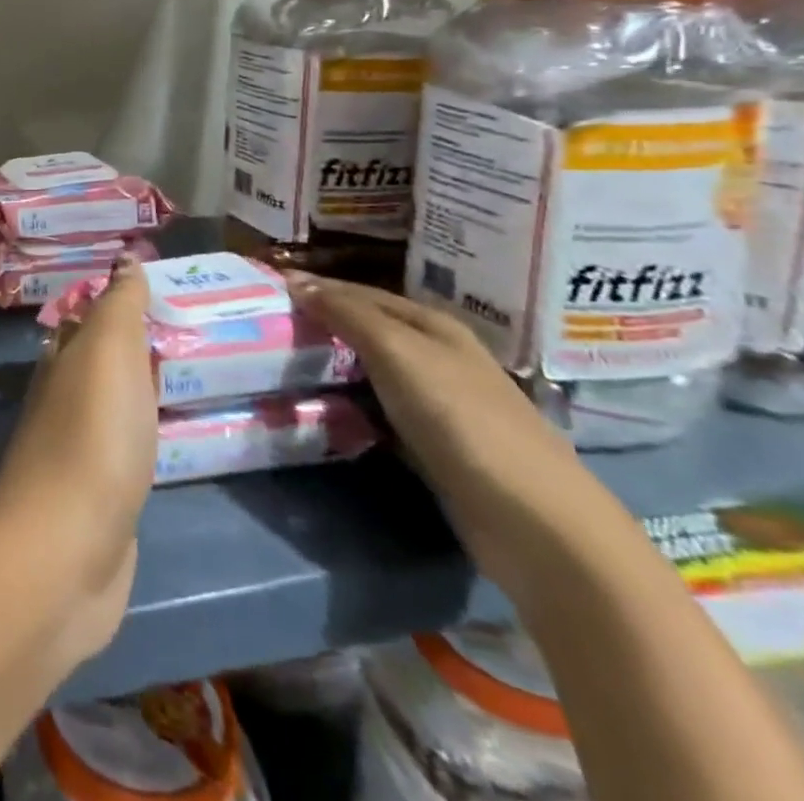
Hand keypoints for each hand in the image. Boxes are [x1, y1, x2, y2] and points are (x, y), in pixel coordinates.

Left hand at [0, 256, 157, 664]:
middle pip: (100, 357)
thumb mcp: (108, 352)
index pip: (89, 315)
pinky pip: (128, 447)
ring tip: (187, 371)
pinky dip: (147, 432)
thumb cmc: (92, 436)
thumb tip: (126, 258)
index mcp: (64, 358)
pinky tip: (167, 435)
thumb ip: (118, 305)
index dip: (118, 298)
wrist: (67, 548)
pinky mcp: (102, 496)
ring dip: (142, 385)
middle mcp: (65, 395)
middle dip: (134, 340)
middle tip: (185, 327)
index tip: (157, 283)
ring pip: (114, 401)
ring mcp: (82, 448)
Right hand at [284, 272, 620, 603]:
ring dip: (332, 370)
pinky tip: (322, 414)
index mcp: (433, 326)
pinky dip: (350, 410)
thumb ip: (346, 314)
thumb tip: (294, 280)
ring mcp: (439, 405)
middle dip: (322, 328)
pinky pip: (379, 415)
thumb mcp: (397, 352)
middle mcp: (437, 358)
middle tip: (268, 330)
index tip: (269, 290)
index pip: (361, 293)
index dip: (318, 289)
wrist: (535, 523)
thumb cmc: (461, 418)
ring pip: (371, 374)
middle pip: (367, 332)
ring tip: (281, 368)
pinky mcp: (435, 448)